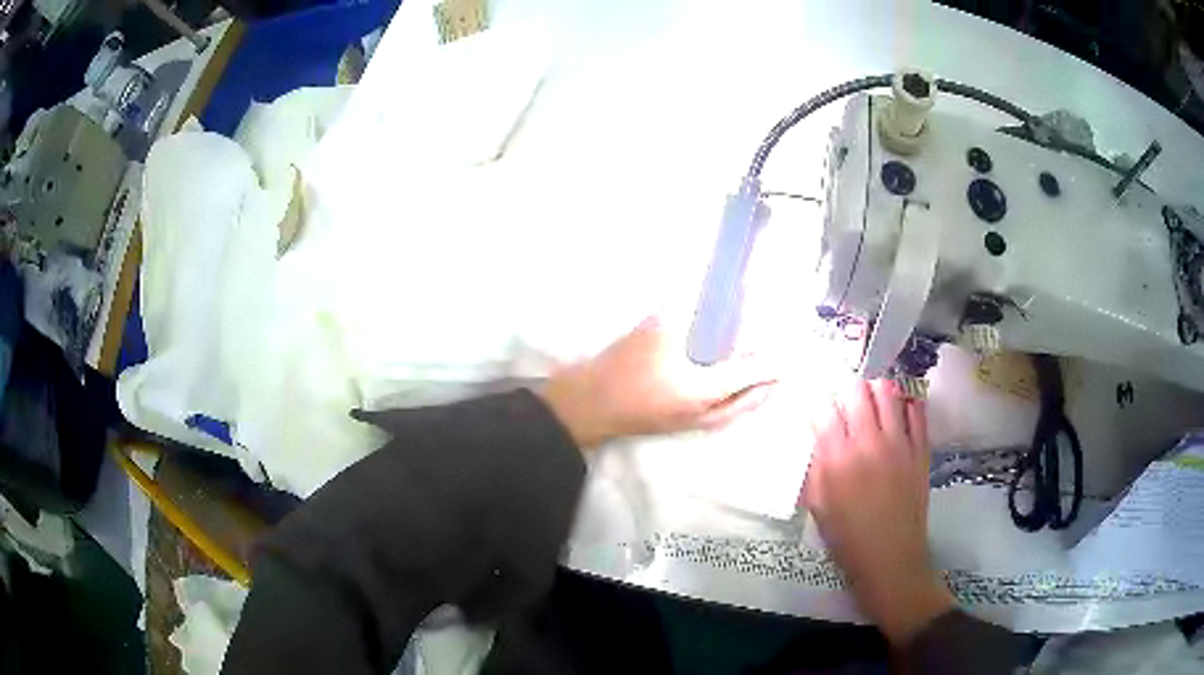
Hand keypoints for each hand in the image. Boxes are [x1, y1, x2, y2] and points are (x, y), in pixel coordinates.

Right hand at [538, 316, 774, 448]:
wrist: (587, 406)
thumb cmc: (623, 369)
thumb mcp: (657, 329)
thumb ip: (686, 307)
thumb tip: (707, 288)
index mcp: (707, 391)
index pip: (753, 374)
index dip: (773, 359)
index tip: (791, 350)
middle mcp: (705, 412)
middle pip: (749, 401)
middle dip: (768, 384)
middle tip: (782, 368)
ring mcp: (690, 422)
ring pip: (733, 412)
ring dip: (751, 396)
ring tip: (761, 380)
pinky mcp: (675, 424)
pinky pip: (717, 416)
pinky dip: (732, 404)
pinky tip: (725, 390)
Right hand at [805, 379, 952, 645]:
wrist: (890, 559)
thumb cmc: (847, 539)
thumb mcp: (818, 506)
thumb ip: (816, 468)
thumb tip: (819, 439)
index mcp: (837, 460)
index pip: (823, 409)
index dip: (817, 400)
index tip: (817, 405)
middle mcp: (868, 442)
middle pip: (857, 390)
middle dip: (847, 389)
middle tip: (845, 401)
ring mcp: (899, 443)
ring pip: (888, 391)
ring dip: (876, 390)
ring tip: (872, 401)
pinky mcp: (920, 449)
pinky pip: (917, 411)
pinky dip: (907, 402)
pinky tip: (899, 409)